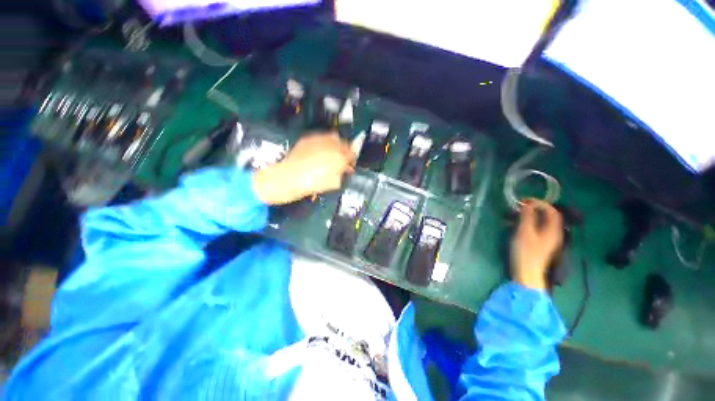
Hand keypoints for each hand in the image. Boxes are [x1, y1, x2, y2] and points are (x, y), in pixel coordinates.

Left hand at [253, 132, 354, 204]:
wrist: (289, 178)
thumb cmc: (311, 183)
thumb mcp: (333, 183)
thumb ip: (342, 174)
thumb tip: (345, 170)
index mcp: (340, 157)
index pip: (352, 154)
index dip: (351, 160)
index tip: (349, 164)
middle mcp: (331, 145)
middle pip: (344, 143)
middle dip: (344, 151)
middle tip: (341, 159)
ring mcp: (319, 140)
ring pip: (334, 137)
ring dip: (336, 145)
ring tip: (331, 153)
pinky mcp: (308, 139)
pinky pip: (321, 137)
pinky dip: (324, 142)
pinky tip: (320, 151)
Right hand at [511, 199, 563, 289]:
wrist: (527, 273)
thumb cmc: (526, 252)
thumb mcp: (525, 232)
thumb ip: (527, 217)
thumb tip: (528, 204)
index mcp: (553, 230)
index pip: (552, 211)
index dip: (540, 203)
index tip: (524, 200)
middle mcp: (553, 233)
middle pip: (547, 217)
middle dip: (534, 209)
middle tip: (519, 206)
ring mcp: (547, 240)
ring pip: (541, 223)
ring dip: (529, 216)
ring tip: (515, 215)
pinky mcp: (540, 245)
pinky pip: (536, 229)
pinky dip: (527, 224)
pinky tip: (516, 226)